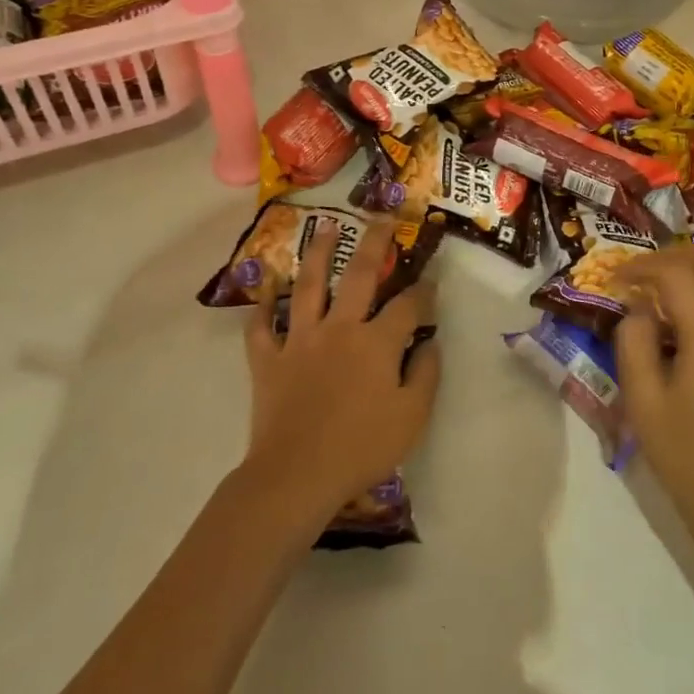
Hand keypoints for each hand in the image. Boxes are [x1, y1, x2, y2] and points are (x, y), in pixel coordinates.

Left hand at [242, 219, 440, 529]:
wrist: (297, 476)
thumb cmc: (362, 448)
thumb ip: (426, 373)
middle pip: (358, 274)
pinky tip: (266, 288)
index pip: (408, 305)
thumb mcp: (413, 416)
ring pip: (309, 286)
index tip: (432, 280)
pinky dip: (262, 307)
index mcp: (377, 342)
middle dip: (373, 243)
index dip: (424, 290)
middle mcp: (339, 328)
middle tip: (380, 218)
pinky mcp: (268, 359)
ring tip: (325, 227)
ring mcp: (300, 340)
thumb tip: (430, 341)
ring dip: (318, 253)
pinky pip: (261, 327)